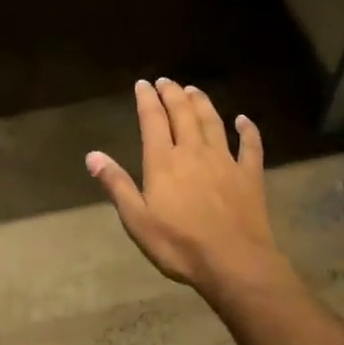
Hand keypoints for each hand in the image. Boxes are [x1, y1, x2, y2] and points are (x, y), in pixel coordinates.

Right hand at [86, 79, 283, 300]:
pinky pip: (251, 146)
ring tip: (193, 90)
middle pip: (182, 114)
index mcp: (164, 161)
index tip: (143, 84)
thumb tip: (92, 155)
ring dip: (202, 103)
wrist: (234, 263)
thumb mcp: (137, 220)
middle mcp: (193, 152)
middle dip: (172, 94)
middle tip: (166, 81)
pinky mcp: (250, 176)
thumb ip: (116, 184)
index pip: (153, 120)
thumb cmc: (179, 244)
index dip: (147, 99)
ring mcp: (225, 161)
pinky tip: (244, 120)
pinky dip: (248, 131)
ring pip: (213, 122)